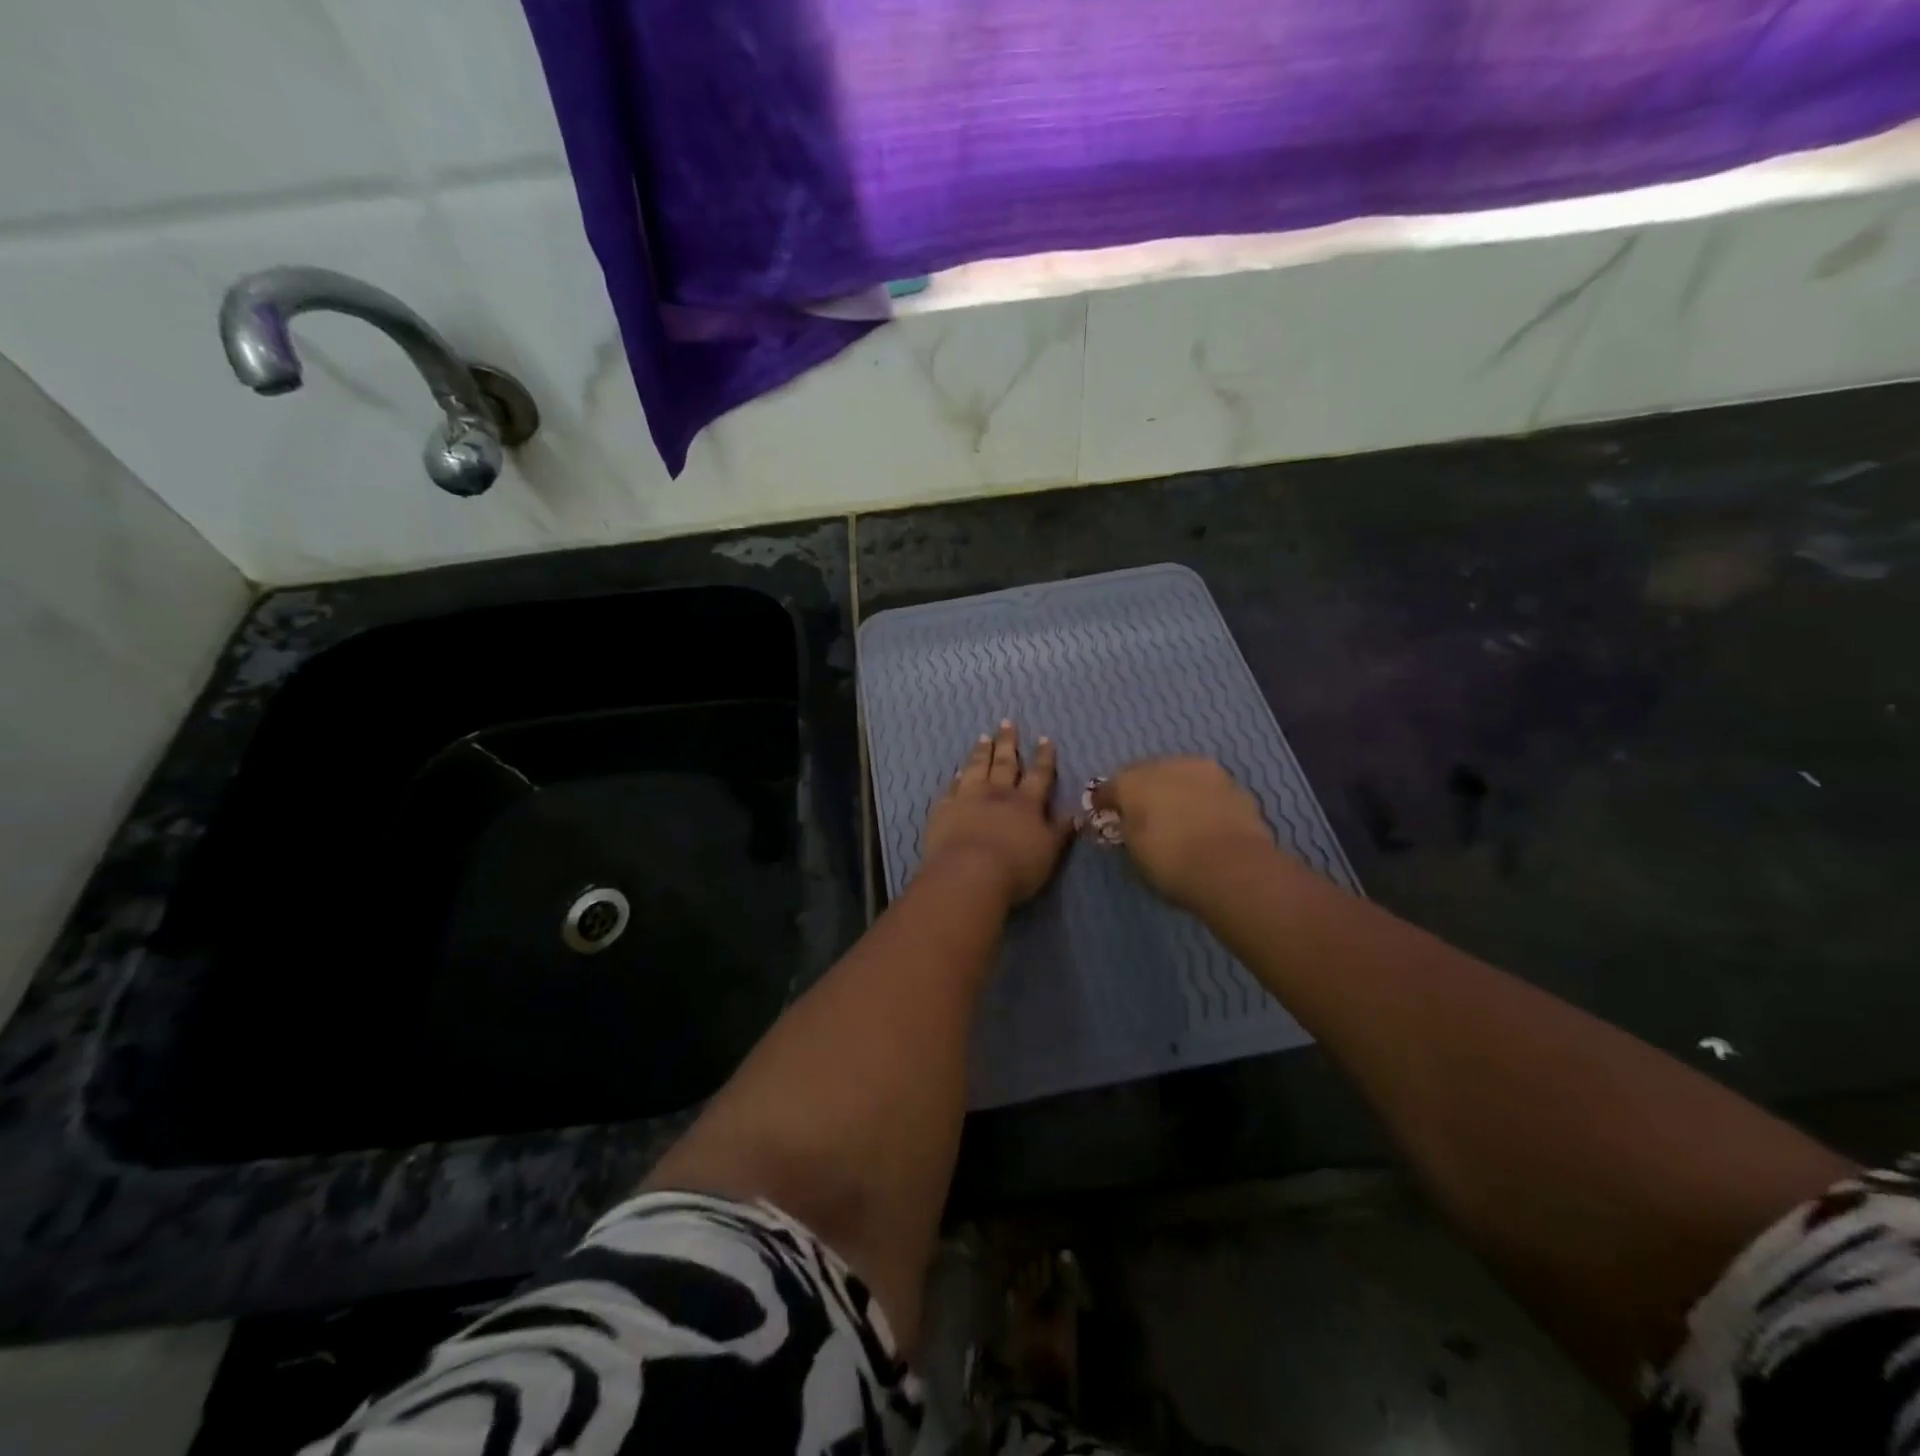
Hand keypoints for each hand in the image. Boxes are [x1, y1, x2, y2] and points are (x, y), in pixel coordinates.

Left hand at [922, 720, 1071, 907]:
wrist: (969, 874)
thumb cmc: (1016, 867)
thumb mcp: (1049, 852)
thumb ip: (1060, 831)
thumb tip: (1076, 813)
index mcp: (1026, 803)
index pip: (1038, 775)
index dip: (1043, 757)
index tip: (1044, 738)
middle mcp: (997, 794)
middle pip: (1004, 763)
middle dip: (1008, 743)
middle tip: (1007, 723)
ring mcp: (968, 799)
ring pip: (976, 769)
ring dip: (981, 752)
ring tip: (983, 737)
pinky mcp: (944, 810)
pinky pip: (952, 788)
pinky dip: (956, 779)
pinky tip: (957, 772)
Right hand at [1090, 757, 1276, 911]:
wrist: (1234, 868)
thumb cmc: (1171, 862)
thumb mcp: (1135, 851)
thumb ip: (1127, 828)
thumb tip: (1127, 821)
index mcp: (1132, 780)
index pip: (1110, 786)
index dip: (1105, 802)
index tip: (1105, 815)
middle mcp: (1166, 765)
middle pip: (1146, 774)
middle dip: (1142, 791)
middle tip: (1143, 814)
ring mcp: (1204, 771)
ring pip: (1180, 776)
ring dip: (1174, 791)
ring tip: (1176, 816)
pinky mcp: (1235, 785)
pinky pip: (1207, 789)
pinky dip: (1201, 800)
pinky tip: (1202, 820)